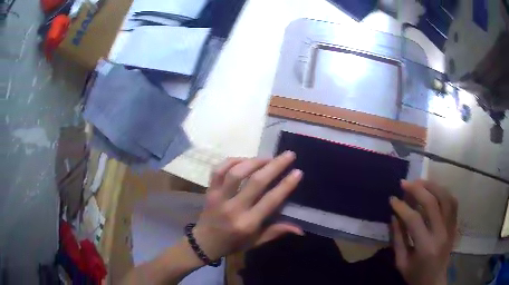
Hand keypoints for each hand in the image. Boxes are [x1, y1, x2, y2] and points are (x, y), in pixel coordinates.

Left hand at [192, 152, 303, 260]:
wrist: (204, 243)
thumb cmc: (233, 243)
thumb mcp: (256, 242)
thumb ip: (276, 232)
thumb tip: (300, 229)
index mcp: (247, 223)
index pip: (270, 200)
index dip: (286, 185)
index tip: (297, 172)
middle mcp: (233, 208)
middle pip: (256, 182)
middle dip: (275, 166)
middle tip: (288, 155)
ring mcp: (219, 197)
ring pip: (236, 173)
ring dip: (254, 161)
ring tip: (268, 158)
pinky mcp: (209, 191)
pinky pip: (218, 170)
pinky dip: (231, 161)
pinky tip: (244, 159)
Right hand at [390, 180, 457, 284]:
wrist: (434, 281)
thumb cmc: (415, 275)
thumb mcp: (401, 262)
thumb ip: (398, 239)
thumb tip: (394, 216)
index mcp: (425, 247)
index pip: (414, 220)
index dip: (402, 207)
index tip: (392, 199)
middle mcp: (441, 233)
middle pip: (432, 203)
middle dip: (417, 189)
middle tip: (404, 183)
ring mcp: (450, 227)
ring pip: (445, 197)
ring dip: (432, 186)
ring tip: (420, 182)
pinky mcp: (454, 225)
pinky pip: (453, 202)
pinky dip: (444, 192)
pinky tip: (435, 191)